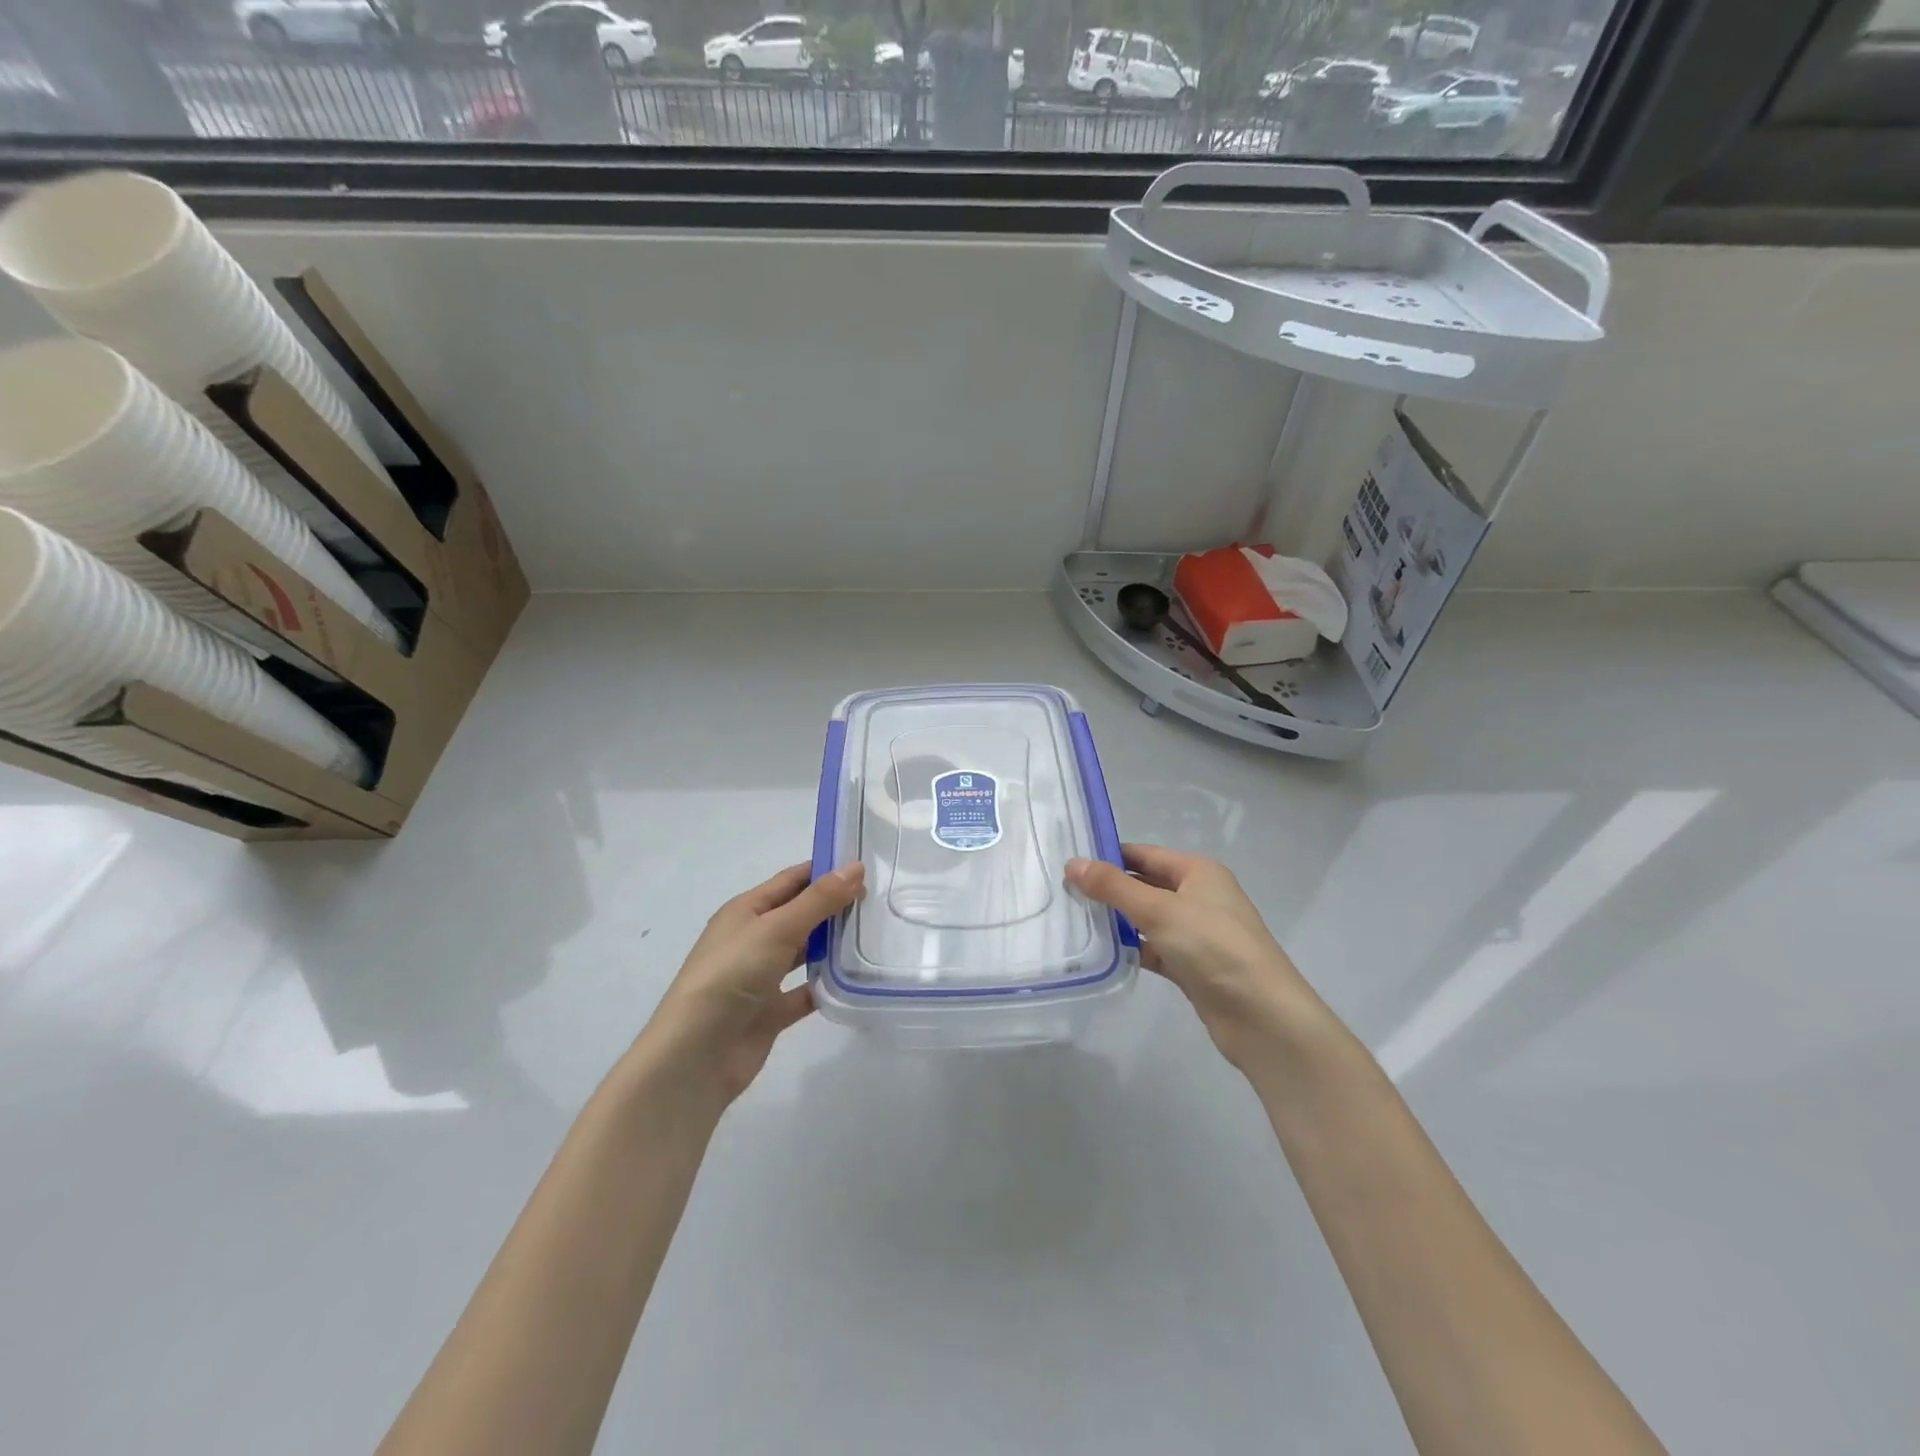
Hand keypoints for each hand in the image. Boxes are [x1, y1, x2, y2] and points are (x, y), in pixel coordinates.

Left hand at [640, 861, 864, 1107]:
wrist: (697, 1055)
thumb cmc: (732, 975)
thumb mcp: (777, 928)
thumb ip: (818, 900)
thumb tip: (856, 867)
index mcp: (746, 911)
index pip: (791, 880)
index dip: (825, 870)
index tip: (866, 866)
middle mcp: (753, 939)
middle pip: (800, 915)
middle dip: (835, 906)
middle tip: (879, 901)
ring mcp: (762, 977)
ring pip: (805, 953)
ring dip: (834, 944)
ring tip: (876, 934)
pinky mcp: (771, 1012)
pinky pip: (806, 992)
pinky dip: (827, 985)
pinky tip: (858, 978)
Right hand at [1067, 844, 1326, 1070]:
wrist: (1262, 1016)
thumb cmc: (1213, 947)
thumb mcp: (1159, 910)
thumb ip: (1113, 887)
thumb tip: (1073, 863)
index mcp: (1198, 871)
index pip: (1144, 854)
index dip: (1109, 856)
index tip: (1069, 863)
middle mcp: (1199, 896)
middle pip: (1145, 885)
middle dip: (1108, 889)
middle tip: (1063, 892)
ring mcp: (1197, 933)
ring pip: (1147, 919)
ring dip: (1117, 920)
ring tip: (1073, 920)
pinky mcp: (1192, 966)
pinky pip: (1154, 949)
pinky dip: (1131, 949)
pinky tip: (1100, 953)